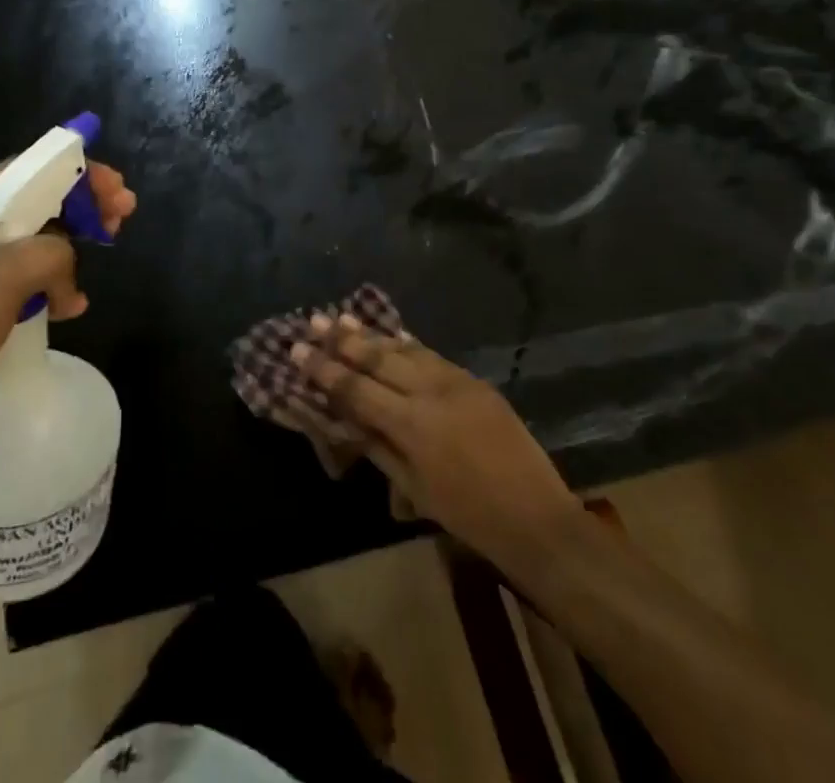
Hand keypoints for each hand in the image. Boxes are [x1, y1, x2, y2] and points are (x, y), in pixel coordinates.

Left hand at [0, 161, 135, 443]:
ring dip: (68, 247)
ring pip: (30, 239)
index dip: (78, 173)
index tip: (116, 191)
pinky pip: (19, 277)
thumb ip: (47, 254)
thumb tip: (65, 271)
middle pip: (34, 200)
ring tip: (97, 264)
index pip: (29, 169)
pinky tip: (68, 306)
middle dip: (80, 206)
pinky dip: (49, 283)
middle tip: (120, 219)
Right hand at [293, 316, 575, 569]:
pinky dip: (407, 344)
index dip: (324, 369)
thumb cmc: (469, 516)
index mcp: (412, 425)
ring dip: (373, 334)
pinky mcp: (474, 380)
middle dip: (343, 339)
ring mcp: (456, 381)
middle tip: (314, 319)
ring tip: (344, 317)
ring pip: (405, 349)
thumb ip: (378, 448)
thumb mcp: (414, 489)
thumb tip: (346, 419)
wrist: (537, 518)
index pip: (356, 389)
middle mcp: (431, 392)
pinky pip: (431, 355)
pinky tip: (392, 335)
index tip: (298, 349)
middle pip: (378, 358)